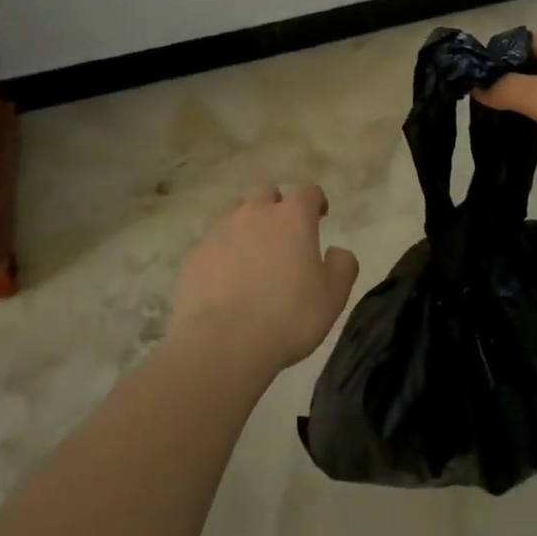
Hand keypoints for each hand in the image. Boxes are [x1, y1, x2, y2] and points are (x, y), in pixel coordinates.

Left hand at [171, 183, 359, 368]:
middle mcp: (254, 214)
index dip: (316, 201)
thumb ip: (342, 265)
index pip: (308, 191)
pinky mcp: (193, 255)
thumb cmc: (289, 316)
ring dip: (246, 225)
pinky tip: (224, 279)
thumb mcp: (334, 295)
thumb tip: (337, 251)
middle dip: (276, 205)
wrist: (224, 343)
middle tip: (283, 232)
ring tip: (251, 254)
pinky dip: (220, 253)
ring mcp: (218, 232)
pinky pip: (210, 243)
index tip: (320, 216)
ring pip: (234, 213)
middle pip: (265, 192)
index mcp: (292, 217)